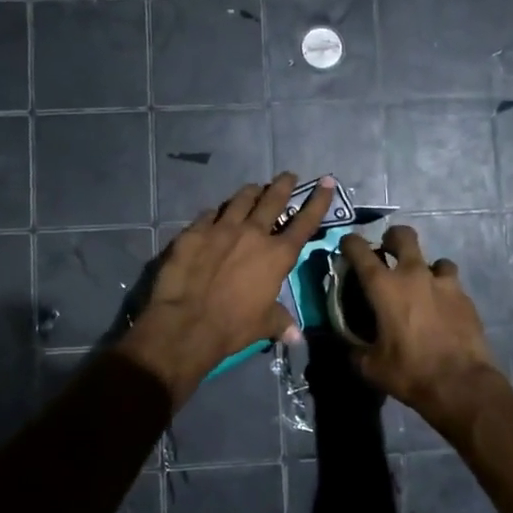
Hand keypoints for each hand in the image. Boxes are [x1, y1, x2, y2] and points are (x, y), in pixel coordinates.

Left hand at [120, 174, 332, 405]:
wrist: (187, 322)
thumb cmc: (233, 326)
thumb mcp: (264, 325)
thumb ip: (281, 322)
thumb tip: (296, 336)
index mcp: (277, 255)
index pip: (305, 222)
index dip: (318, 201)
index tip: (326, 182)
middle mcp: (253, 233)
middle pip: (272, 200)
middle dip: (283, 185)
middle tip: (287, 176)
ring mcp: (222, 228)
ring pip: (240, 200)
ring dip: (251, 192)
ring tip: (254, 188)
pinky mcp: (194, 232)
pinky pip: (208, 214)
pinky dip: (216, 213)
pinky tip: (214, 214)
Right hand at [338, 226, 507, 435]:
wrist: (461, 384)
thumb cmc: (410, 372)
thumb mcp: (371, 366)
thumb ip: (355, 349)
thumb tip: (349, 345)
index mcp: (384, 287)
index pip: (360, 250)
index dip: (350, 243)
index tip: (347, 246)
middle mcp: (414, 275)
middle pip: (403, 236)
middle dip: (392, 238)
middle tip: (388, 252)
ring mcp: (444, 283)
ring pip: (434, 259)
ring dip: (425, 268)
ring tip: (422, 287)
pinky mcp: (465, 297)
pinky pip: (451, 282)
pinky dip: (443, 289)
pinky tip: (442, 307)